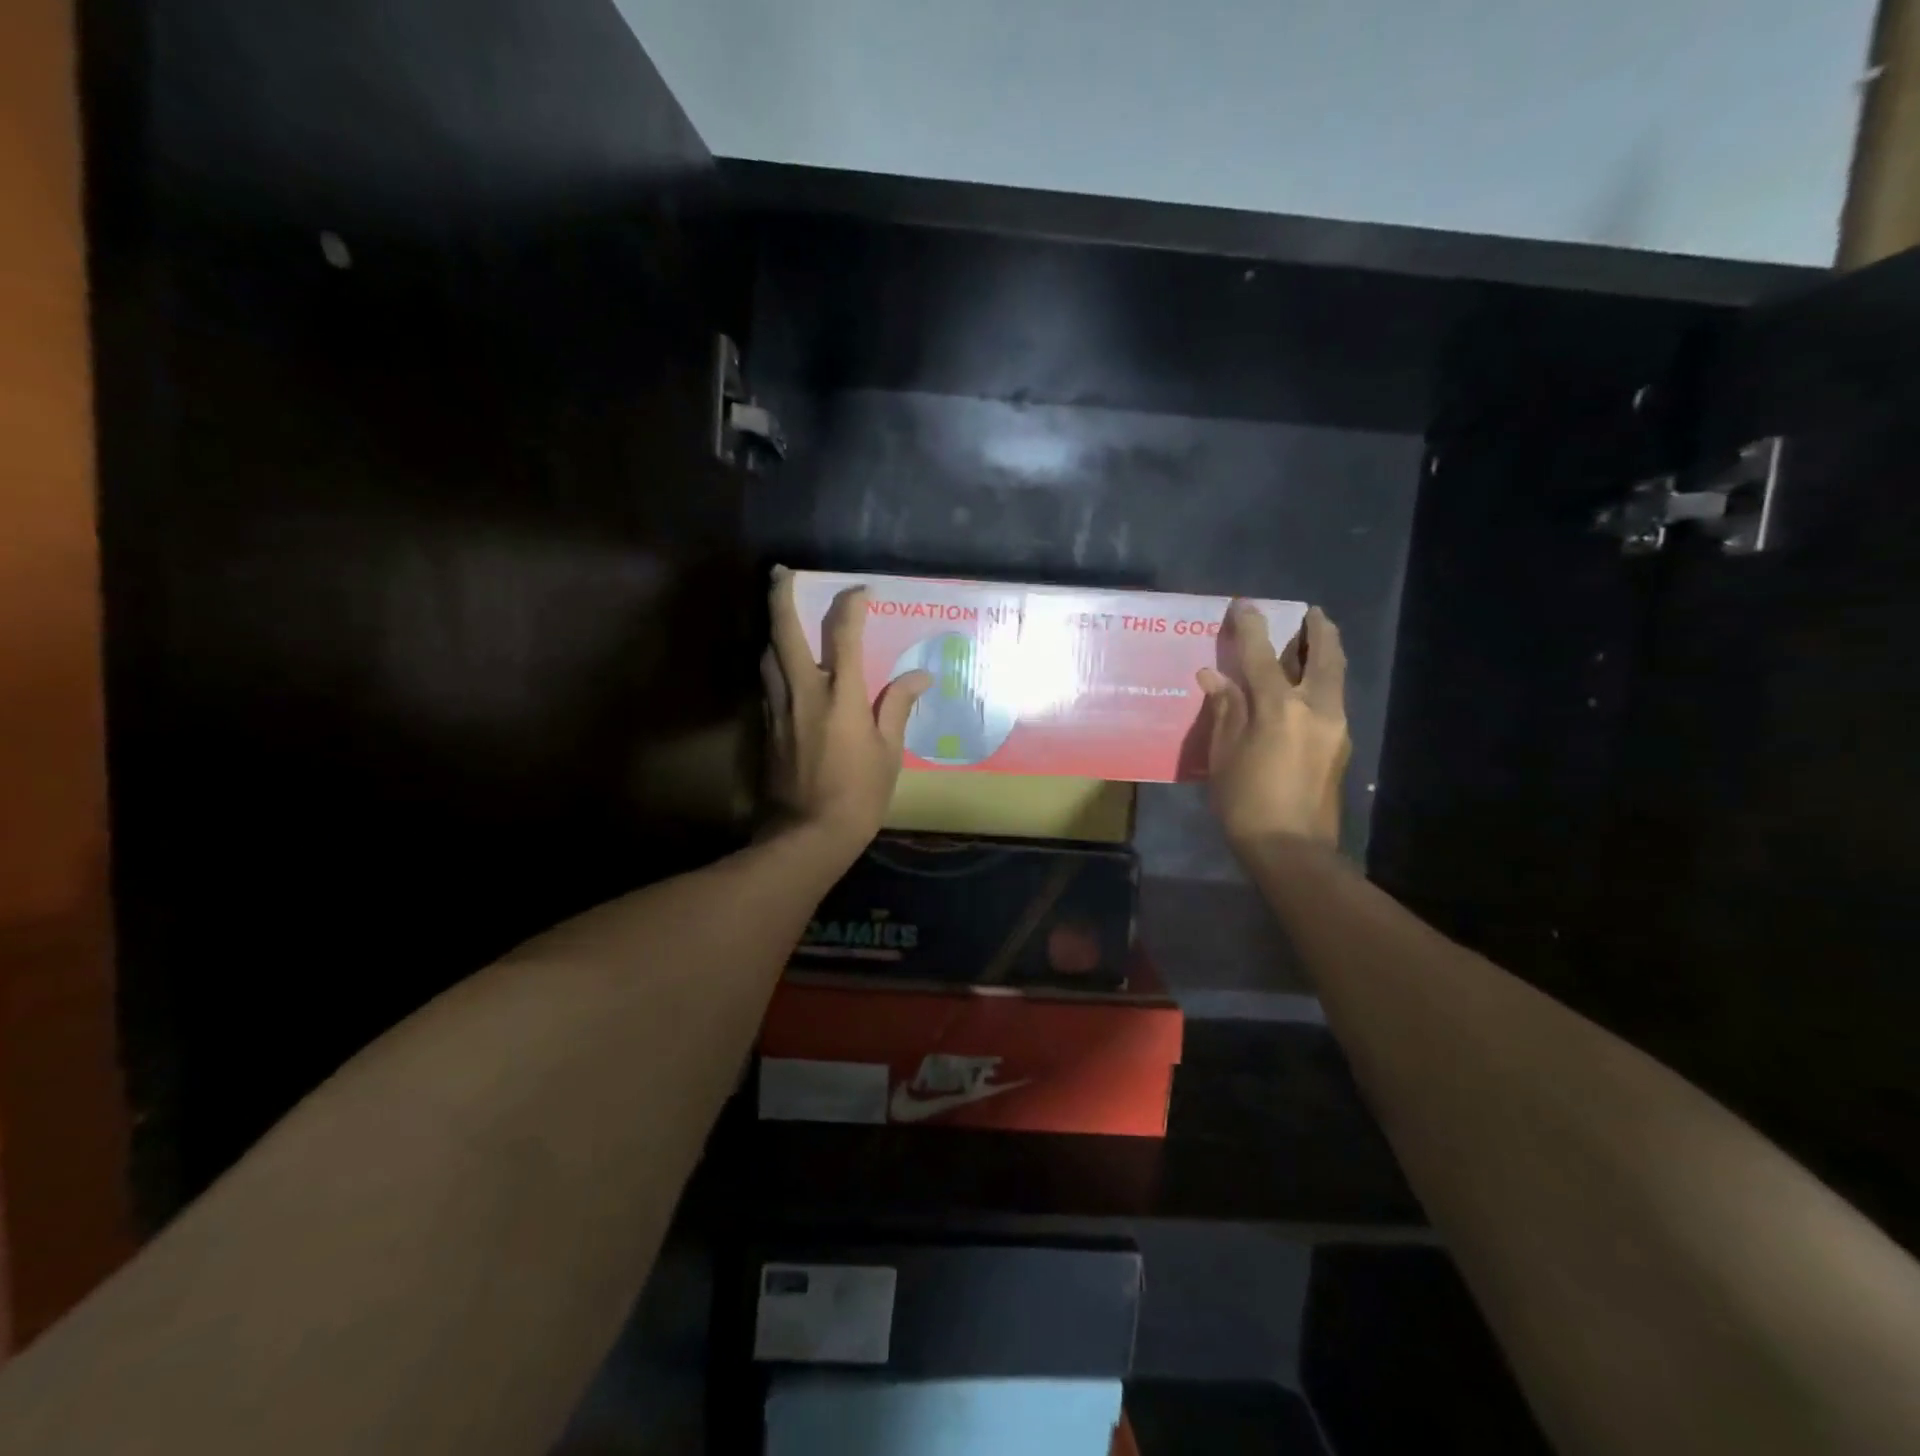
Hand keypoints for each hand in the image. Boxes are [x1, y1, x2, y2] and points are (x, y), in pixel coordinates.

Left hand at [763, 567, 931, 857]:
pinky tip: (782, 667)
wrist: (808, 833)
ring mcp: (779, 708)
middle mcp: (804, 691)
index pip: (844, 634)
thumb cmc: (859, 794)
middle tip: (780, 572)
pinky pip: (768, 684)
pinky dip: (774, 665)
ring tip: (782, 619)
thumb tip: (920, 676)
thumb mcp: (889, 752)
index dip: (851, 605)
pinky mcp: (766, 727)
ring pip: (768, 656)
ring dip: (774, 631)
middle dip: (781, 596)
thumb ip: (897, 706)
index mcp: (841, 695)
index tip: (860, 592)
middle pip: (784, 632)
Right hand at [1196, 603, 1351, 849]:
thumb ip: (1225, 710)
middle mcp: (1316, 708)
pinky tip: (1308, 688)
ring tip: (1316, 639)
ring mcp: (1336, 727)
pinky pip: (1333, 700)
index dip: (1251, 628)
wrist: (1292, 849)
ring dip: (1326, 654)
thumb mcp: (1224, 755)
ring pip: (1335, 677)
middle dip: (1318, 630)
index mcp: (1279, 708)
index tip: (1243, 605)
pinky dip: (1323, 682)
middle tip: (1311, 612)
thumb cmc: (1246, 802)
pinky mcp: (1341, 746)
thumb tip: (1215, 677)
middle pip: (1323, 657)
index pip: (1262, 656)